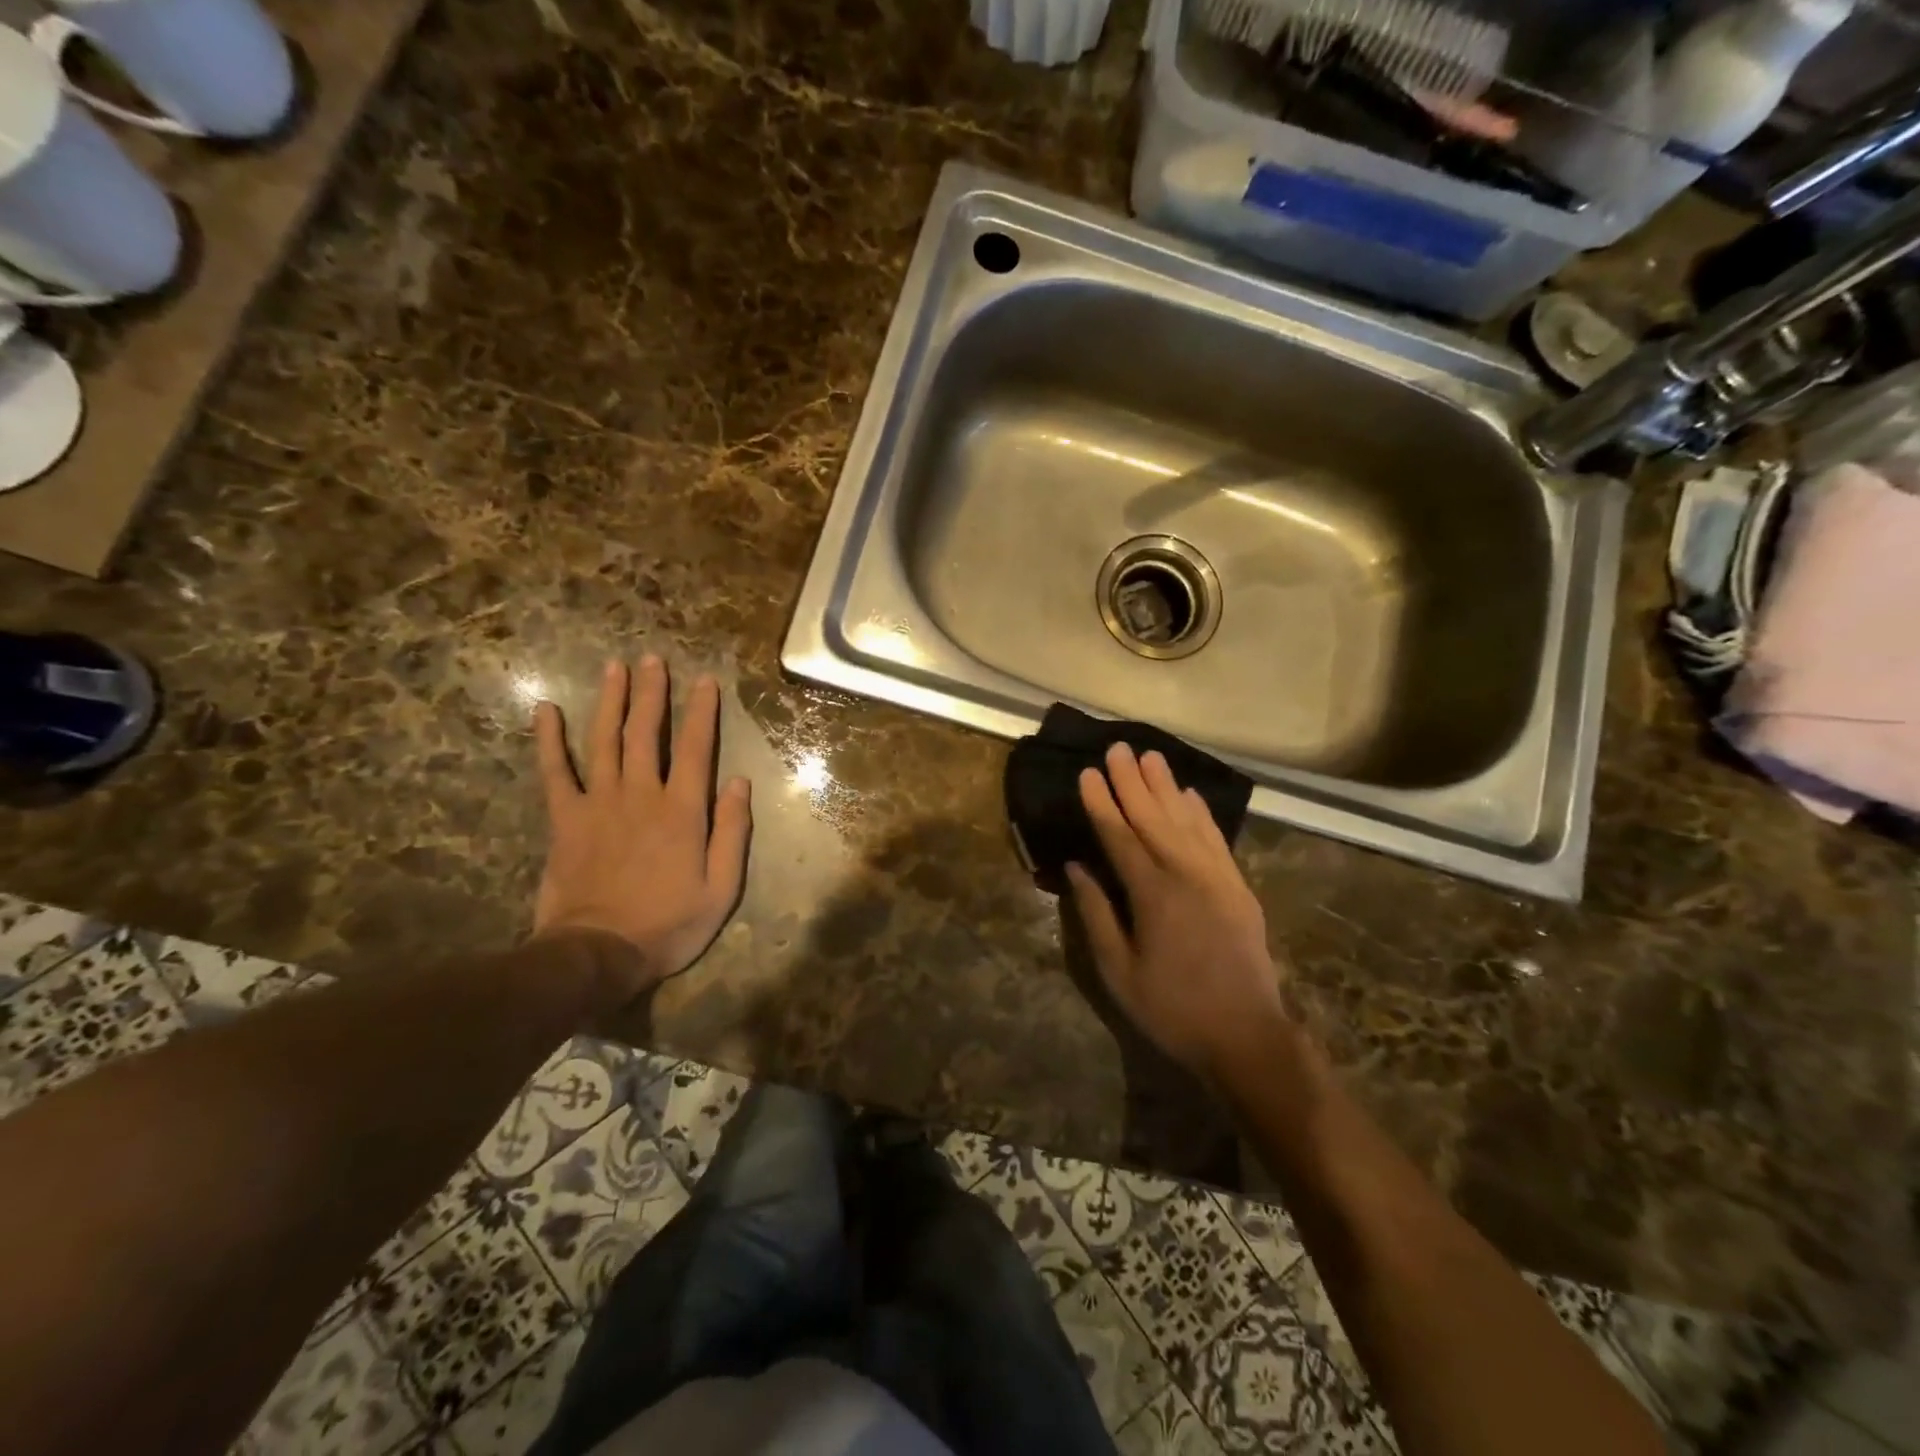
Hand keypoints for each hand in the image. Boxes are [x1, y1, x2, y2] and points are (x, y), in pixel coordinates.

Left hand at [533, 656, 751, 1004]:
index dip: (702, 712)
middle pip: (646, 733)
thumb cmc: (669, 924)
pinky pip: (555, 772)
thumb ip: (731, 832)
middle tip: (653, 659)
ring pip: (605, 740)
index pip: (696, 748)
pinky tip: (546, 710)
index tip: (706, 681)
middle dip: (653, 693)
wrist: (599, 953)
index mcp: (682, 811)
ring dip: (611, 701)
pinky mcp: (565, 819)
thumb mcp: (721, 888)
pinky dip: (549, 740)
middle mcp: (641, 795)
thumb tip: (740, 782)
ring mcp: (599, 803)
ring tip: (615, 668)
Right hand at [1066, 744, 1286, 1077]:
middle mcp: (1186, 873)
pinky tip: (1190, 795)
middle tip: (1118, 748)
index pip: (1120, 836)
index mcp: (1153, 893)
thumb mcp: (1118, 971)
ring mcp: (1217, 877)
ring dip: (1167, 787)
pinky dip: (1201, 813)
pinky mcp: (1238, 886)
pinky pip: (1216, 838)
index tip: (1088, 772)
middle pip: (1154, 817)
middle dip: (1133, 781)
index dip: (1102, 803)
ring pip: (1187, 820)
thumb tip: (1077, 867)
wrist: (1246, 1036)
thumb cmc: (1172, 1009)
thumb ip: (1096, 914)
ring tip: (1151, 756)